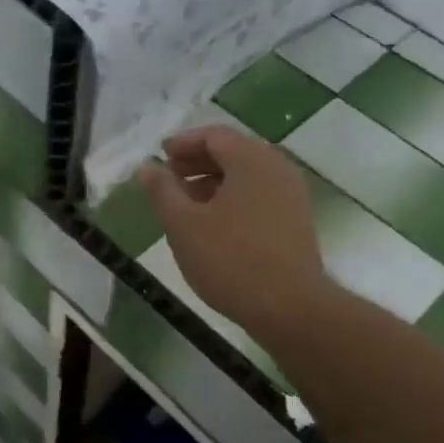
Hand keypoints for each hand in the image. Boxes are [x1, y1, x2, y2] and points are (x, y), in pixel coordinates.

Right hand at [136, 126, 328, 341]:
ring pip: (246, 177)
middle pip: (232, 153)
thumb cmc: (230, 259)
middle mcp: (277, 168)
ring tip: (184, 206)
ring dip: (213, 183)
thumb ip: (162, 190)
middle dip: (197, 163)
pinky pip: (259, 196)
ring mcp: (291, 195)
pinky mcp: (296, 221)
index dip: (183, 143)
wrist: (289, 307)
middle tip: (168, 179)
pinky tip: (212, 225)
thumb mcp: (183, 224)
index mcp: (251, 159)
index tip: (159, 157)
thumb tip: (147, 166)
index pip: (214, 135)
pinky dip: (232, 200)